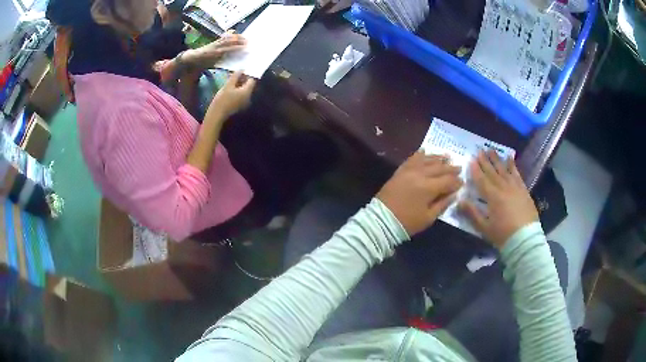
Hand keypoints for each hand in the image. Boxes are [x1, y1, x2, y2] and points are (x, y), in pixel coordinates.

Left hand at [192, 31, 246, 65]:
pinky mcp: (215, 40)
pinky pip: (223, 36)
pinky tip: (233, 31)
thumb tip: (233, 60)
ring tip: (244, 37)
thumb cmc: (203, 63)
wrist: (194, 57)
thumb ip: (222, 62)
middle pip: (231, 41)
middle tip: (248, 42)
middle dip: (240, 41)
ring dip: (237, 37)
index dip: (238, 48)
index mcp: (217, 53)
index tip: (246, 48)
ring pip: (228, 38)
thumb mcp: (213, 65)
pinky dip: (229, 34)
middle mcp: (218, 46)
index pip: (230, 49)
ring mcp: (216, 42)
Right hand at [210, 71, 256, 117]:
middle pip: (248, 85)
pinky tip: (229, 90)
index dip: (246, 75)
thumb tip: (242, 68)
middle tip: (233, 76)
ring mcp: (244, 102)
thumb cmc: (222, 99)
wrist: (216, 115)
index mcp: (247, 92)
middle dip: (242, 79)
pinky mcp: (239, 105)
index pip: (251, 80)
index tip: (238, 72)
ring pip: (244, 90)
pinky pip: (241, 95)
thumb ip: (236, 76)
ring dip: (239, 85)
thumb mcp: (228, 85)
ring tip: (230, 82)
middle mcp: (248, 97)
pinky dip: (237, 91)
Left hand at [377, 152, 461, 235]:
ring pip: (426, 160)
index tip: (462, 182)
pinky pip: (411, 159)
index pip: (447, 181)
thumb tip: (454, 194)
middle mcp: (420, 175)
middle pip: (438, 168)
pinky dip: (419, 154)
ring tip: (446, 156)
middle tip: (458, 166)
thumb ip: (443, 204)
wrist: (381, 220)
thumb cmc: (407, 222)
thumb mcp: (428, 218)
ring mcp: (408, 171)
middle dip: (450, 168)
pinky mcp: (400, 171)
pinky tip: (424, 151)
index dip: (456, 182)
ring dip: (437, 158)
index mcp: (428, 188)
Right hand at [459, 150, 538, 248]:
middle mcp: (503, 187)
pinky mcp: (523, 189)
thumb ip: (472, 213)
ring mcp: (515, 187)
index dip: (475, 170)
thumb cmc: (502, 235)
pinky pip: (516, 174)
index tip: (471, 160)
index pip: (481, 180)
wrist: (525, 239)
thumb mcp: (484, 227)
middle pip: (492, 172)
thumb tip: (459, 200)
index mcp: (492, 196)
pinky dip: (512, 165)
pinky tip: (510, 158)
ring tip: (491, 150)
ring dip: (497, 159)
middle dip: (485, 161)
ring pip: (504, 170)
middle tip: (480, 150)